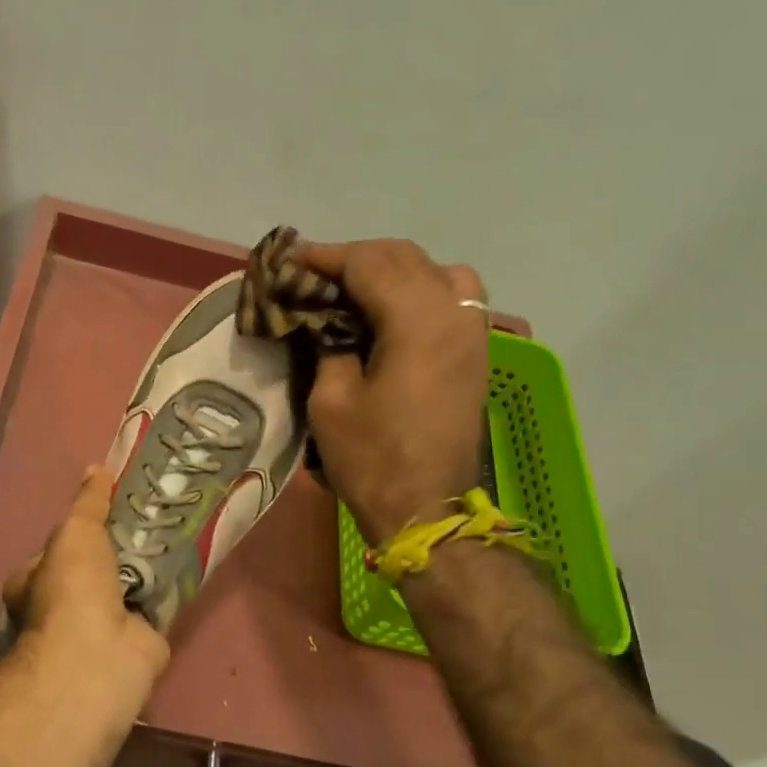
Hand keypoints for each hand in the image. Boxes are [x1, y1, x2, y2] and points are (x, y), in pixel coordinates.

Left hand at [4, 467, 171, 678]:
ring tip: (175, 527)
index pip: (57, 550)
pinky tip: (191, 559)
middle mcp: (64, 608)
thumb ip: (88, 502)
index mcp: (34, 584)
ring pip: (129, 586)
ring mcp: (102, 626)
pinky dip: (171, 587)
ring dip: (148, 566)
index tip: (110, 507)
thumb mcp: (76, 531)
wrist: (99, 653)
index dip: (80, 529)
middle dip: (120, 548)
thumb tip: (96, 469)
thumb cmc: (72, 588)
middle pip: (97, 568)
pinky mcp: (140, 639)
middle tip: (151, 515)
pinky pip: (157, 604)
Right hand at [300, 239, 491, 542]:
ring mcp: (473, 331)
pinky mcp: (477, 351)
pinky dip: (421, 288)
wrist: (427, 509)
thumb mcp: (331, 399)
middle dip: (355, 257)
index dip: (325, 257)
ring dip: (393, 268)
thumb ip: (329, 344)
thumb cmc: (372, 458)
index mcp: (416, 321)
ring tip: (357, 288)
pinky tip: (394, 310)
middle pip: (403, 257)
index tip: (289, 261)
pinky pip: (454, 296)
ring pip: (436, 270)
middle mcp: (453, 313)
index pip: (368, 263)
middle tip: (313, 275)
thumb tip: (325, 318)